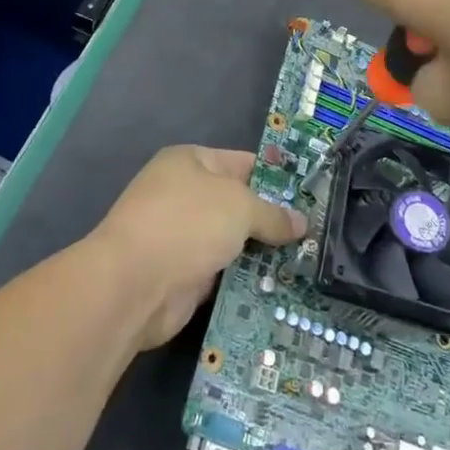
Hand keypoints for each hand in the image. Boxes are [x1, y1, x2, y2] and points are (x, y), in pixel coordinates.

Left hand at [91, 146, 306, 349]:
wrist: (133, 284)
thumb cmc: (186, 224)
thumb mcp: (239, 207)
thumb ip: (272, 213)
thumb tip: (301, 222)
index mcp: (191, 162)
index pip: (243, 163)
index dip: (277, 177)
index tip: (311, 195)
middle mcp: (184, 194)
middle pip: (239, 204)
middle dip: (273, 220)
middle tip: (317, 235)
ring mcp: (181, 236)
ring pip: (232, 241)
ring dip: (262, 254)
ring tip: (308, 264)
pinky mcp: (183, 275)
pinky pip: (223, 273)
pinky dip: (245, 279)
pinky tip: (279, 288)